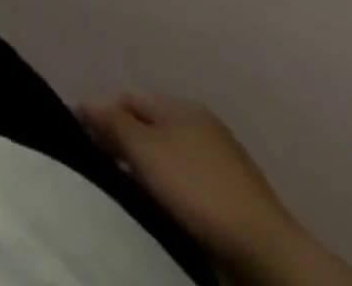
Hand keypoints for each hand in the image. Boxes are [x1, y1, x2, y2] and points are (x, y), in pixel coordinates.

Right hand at [79, 93, 308, 280]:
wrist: (268, 255)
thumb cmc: (197, 189)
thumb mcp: (142, 148)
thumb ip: (108, 120)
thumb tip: (83, 104)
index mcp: (181, 105)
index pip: (126, 96)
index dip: (102, 114)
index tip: (87, 143)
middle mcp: (202, 125)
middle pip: (146, 126)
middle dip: (125, 144)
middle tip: (108, 169)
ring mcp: (222, 163)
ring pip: (166, 157)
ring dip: (147, 171)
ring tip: (134, 193)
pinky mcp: (234, 198)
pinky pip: (187, 183)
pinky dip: (171, 192)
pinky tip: (165, 209)